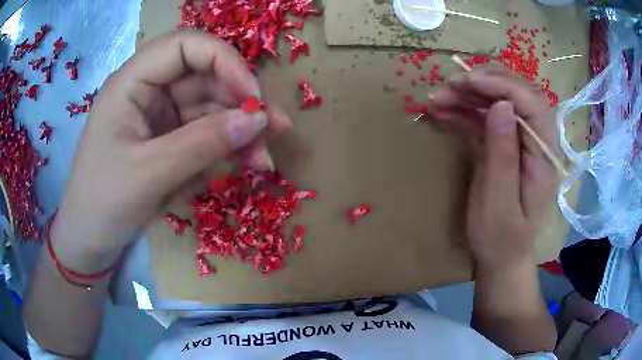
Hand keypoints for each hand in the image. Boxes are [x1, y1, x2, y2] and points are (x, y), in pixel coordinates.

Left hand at [51, 30, 290, 271]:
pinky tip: (247, 164)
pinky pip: (206, 133)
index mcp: (131, 82)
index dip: (224, 61)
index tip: (251, 97)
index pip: (185, 47)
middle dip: (241, 101)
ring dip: (241, 130)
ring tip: (264, 160)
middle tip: (276, 130)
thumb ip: (203, 143)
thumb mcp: (149, 173)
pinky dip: (228, 147)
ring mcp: (160, 116)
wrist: (89, 241)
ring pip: (211, 107)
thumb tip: (259, 119)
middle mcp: (149, 91)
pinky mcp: (169, 140)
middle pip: (205, 76)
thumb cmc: (103, 203)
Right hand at [429, 67, 558, 268]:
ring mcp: (521, 142)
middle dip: (484, 84)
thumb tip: (502, 105)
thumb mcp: (499, 205)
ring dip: (469, 95)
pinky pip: (487, 119)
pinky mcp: (505, 146)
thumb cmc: (501, 240)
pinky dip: (465, 111)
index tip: (467, 81)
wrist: (501, 257)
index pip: (532, 104)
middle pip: (518, 95)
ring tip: (437, 99)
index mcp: (545, 156)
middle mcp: (537, 142)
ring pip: (500, 102)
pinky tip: (444, 111)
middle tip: (450, 86)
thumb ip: (503, 156)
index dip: (502, 85)